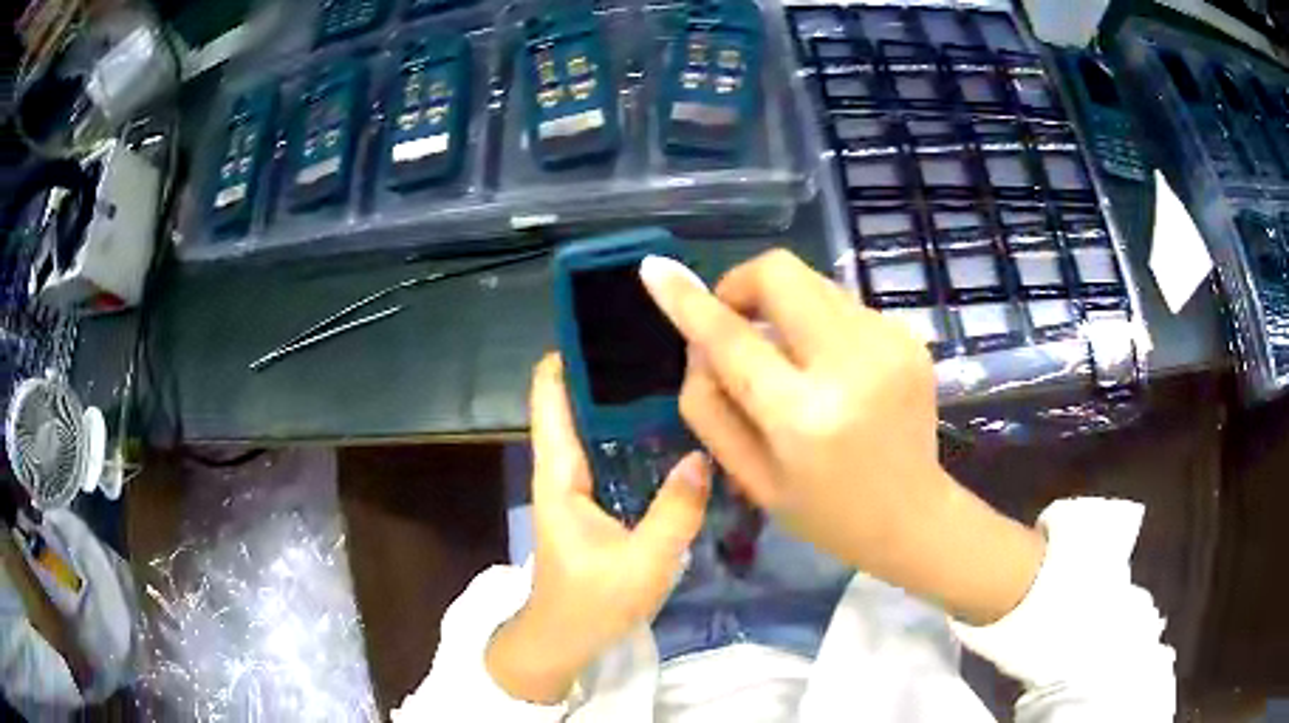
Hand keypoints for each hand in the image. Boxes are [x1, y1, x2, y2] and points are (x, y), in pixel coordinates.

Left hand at [486, 354, 710, 703]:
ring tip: (676, 373)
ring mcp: (577, 483)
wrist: (563, 639)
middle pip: (577, 400)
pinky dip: (633, 433)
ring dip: (625, 401)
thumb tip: (703, 453)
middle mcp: (563, 467)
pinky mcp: (593, 499)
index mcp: (559, 473)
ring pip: (596, 425)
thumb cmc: (591, 603)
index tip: (611, 322)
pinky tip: (673, 428)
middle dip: (611, 370)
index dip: (570, 355)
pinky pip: (611, 451)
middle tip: (666, 342)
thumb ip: (675, 511)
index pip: (549, 396)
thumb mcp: (643, 562)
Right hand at [640, 250, 1044, 624]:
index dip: (688, 300)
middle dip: (743, 285)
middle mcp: (851, 366)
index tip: (655, 270)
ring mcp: (889, 344)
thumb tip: (695, 340)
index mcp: (804, 418)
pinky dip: (819, 323)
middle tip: (734, 323)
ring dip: (783, 308)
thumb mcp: (750, 476)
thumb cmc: (824, 512)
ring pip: (813, 282)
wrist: (913, 517)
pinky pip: (843, 304)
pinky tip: (829, 368)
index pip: (732, 339)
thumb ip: (709, 406)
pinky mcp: (909, 336)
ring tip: (788, 357)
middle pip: (781, 274)